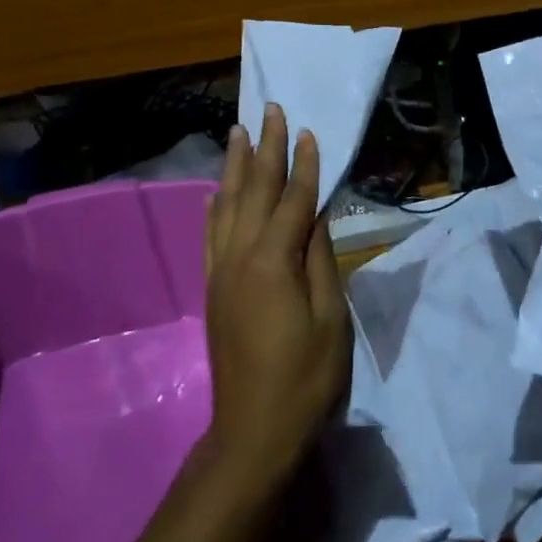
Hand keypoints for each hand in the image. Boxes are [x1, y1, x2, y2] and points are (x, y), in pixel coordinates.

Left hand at [203, 104, 350, 490]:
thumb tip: (316, 213)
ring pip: (226, 205)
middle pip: (253, 190)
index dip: (303, 164)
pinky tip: (214, 193)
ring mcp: (222, 271)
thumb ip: (320, 259)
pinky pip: (211, 235)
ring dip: (234, 166)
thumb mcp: (330, 318)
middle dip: (263, 148)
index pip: (292, 199)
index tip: (307, 130)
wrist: (253, 431)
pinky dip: (214, 207)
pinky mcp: (214, 288)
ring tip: (237, 132)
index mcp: (274, 261)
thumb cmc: (306, 377)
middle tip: (269, 110)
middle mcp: (240, 256)